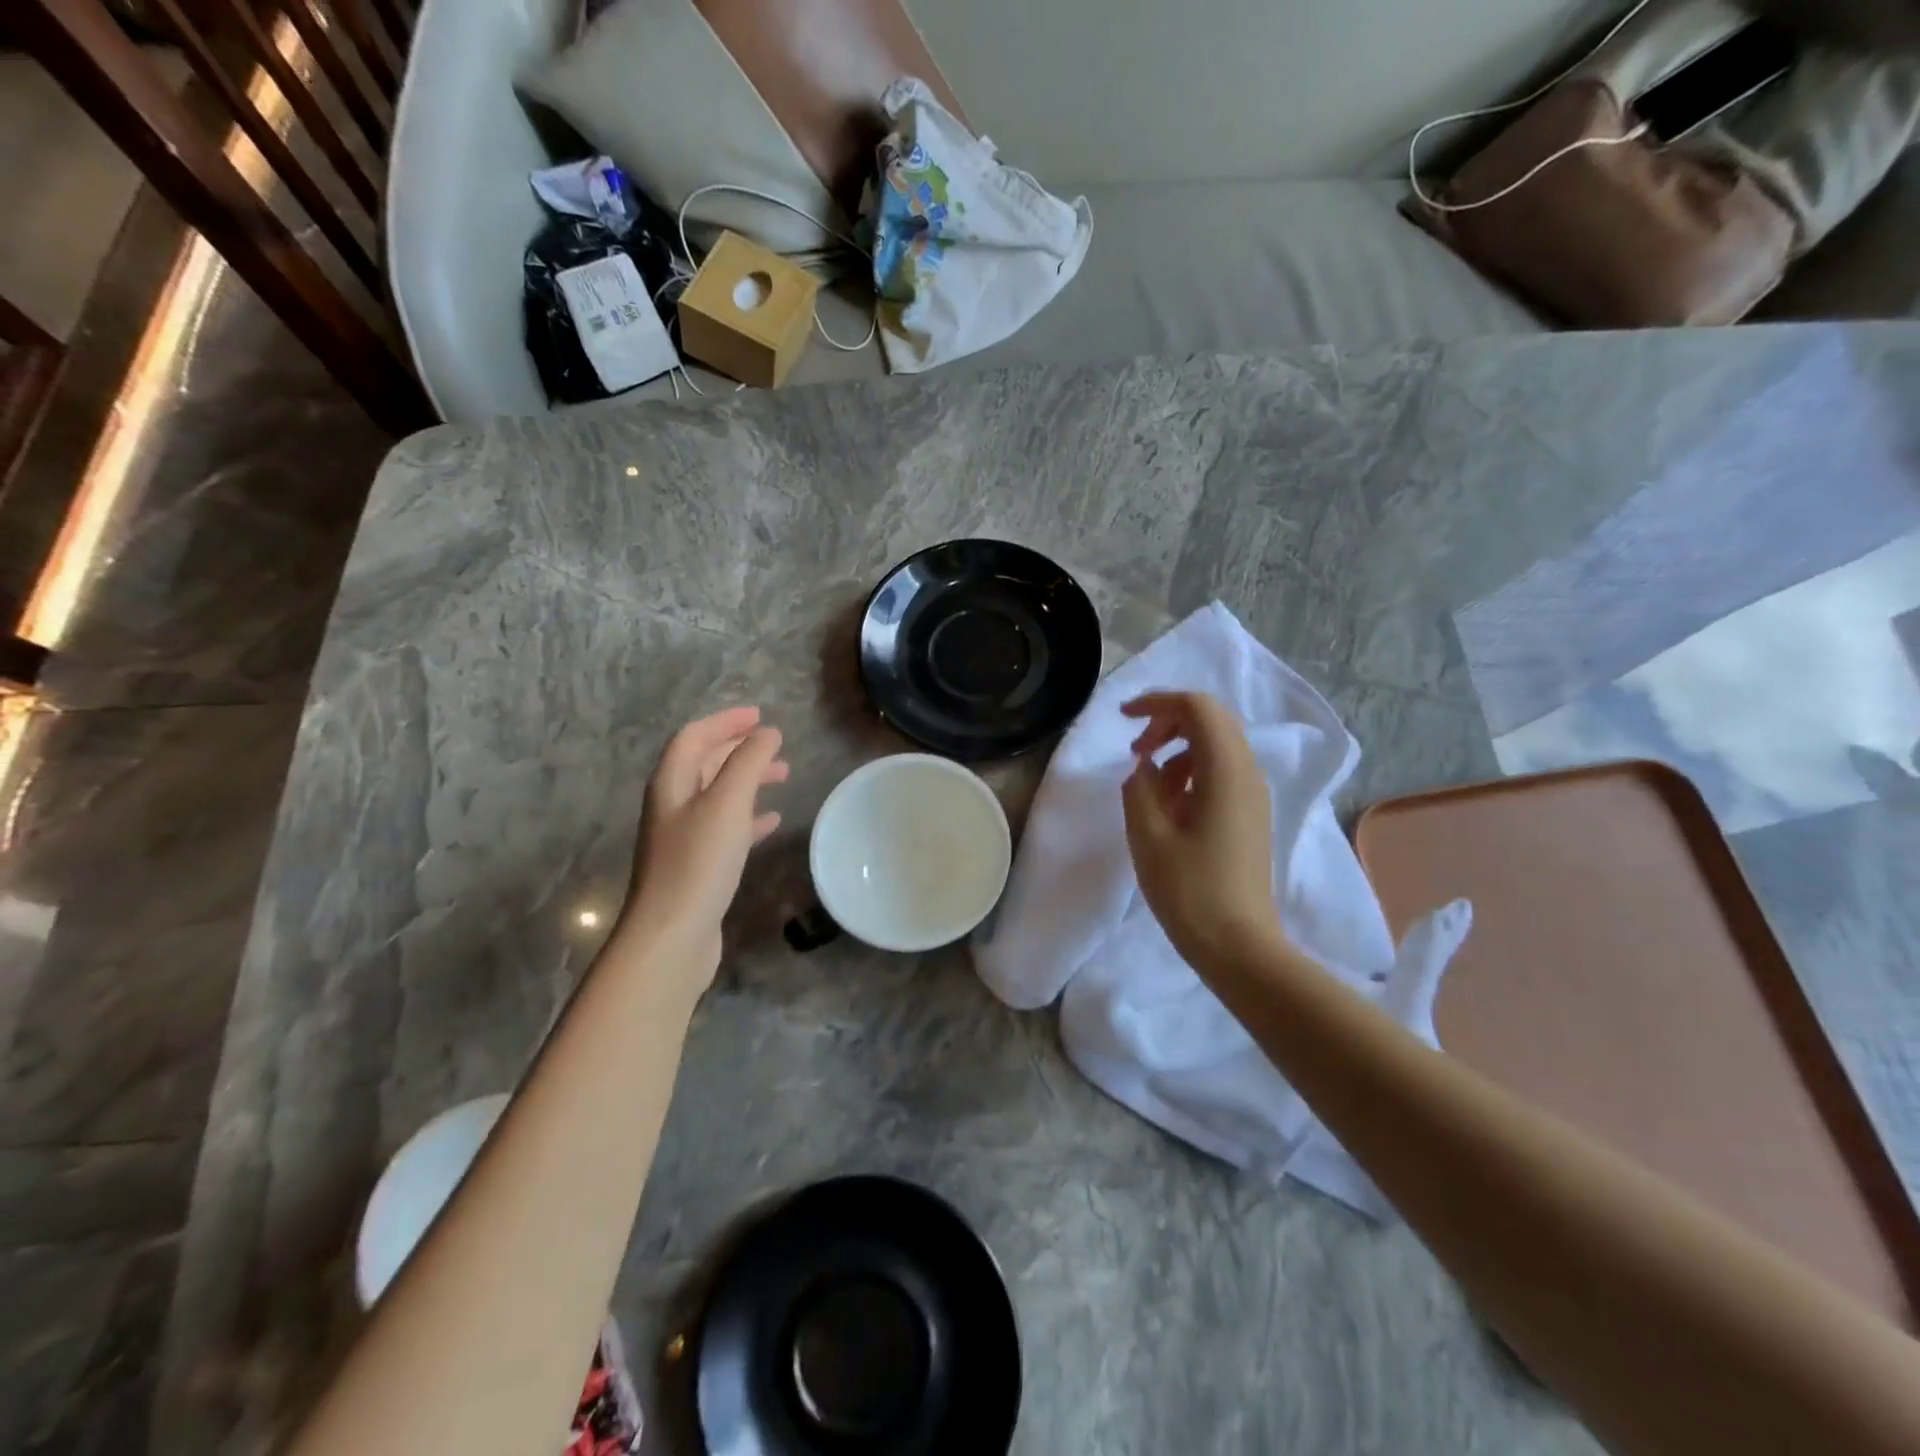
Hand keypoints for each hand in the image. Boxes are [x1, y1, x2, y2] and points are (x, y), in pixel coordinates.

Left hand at [616, 707, 788, 991]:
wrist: (672, 936)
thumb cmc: (698, 863)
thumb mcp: (727, 803)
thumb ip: (748, 762)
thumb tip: (768, 733)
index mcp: (671, 784)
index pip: (694, 737)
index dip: (725, 722)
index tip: (760, 716)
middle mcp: (673, 806)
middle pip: (705, 764)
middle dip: (739, 749)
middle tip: (776, 744)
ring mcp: (684, 838)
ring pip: (719, 795)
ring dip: (748, 780)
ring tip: (783, 776)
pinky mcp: (698, 866)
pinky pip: (726, 828)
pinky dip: (750, 817)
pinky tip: (772, 821)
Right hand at [1121, 692, 1283, 971]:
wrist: (1238, 946)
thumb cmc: (1189, 890)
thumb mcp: (1148, 834)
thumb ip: (1139, 786)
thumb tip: (1144, 767)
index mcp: (1225, 771)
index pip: (1197, 707)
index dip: (1157, 702)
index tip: (1123, 720)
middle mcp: (1247, 773)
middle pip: (1210, 721)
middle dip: (1167, 724)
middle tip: (1135, 752)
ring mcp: (1252, 796)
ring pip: (1215, 748)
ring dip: (1177, 752)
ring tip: (1146, 787)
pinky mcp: (1249, 816)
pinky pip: (1219, 775)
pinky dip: (1190, 775)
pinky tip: (1166, 808)